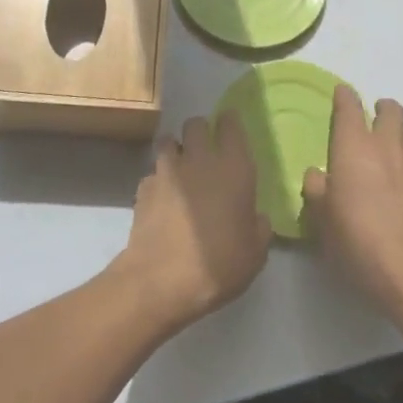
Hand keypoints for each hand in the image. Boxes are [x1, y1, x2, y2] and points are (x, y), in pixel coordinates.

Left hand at [114, 112, 271, 332]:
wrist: (162, 280)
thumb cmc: (219, 264)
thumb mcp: (255, 253)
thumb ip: (259, 227)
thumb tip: (256, 218)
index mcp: (234, 168)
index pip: (231, 125)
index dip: (230, 122)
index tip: (230, 126)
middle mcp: (199, 159)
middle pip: (196, 124)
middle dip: (200, 131)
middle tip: (205, 149)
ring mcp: (167, 170)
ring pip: (169, 141)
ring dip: (176, 149)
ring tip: (180, 169)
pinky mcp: (144, 187)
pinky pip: (153, 173)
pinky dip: (158, 180)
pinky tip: (162, 199)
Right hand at [302, 87, 402, 316]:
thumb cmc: (355, 237)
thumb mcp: (321, 218)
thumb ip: (317, 190)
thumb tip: (317, 175)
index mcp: (353, 147)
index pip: (349, 108)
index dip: (345, 97)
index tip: (342, 94)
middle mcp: (386, 147)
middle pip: (391, 110)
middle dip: (382, 109)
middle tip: (373, 120)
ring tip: (396, 151)